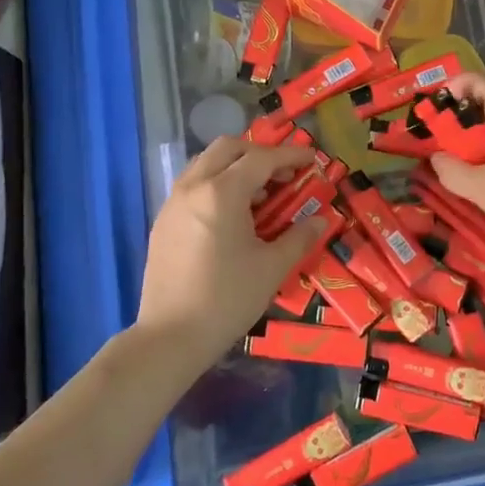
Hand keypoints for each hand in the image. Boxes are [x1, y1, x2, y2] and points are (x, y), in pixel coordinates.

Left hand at [134, 138, 328, 372]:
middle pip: (228, 148)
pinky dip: (216, 183)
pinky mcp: (163, 222)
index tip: (312, 159)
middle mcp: (194, 187)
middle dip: (259, 153)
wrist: (170, 337)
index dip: (290, 155)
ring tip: (259, 194)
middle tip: (283, 174)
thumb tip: (321, 220)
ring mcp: (173, 203)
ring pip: (206, 163)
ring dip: (235, 166)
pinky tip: (232, 215)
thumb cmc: (227, 299)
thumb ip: (299, 237)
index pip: (261, 158)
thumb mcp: (272, 268)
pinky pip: (192, 185)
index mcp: (222, 193)